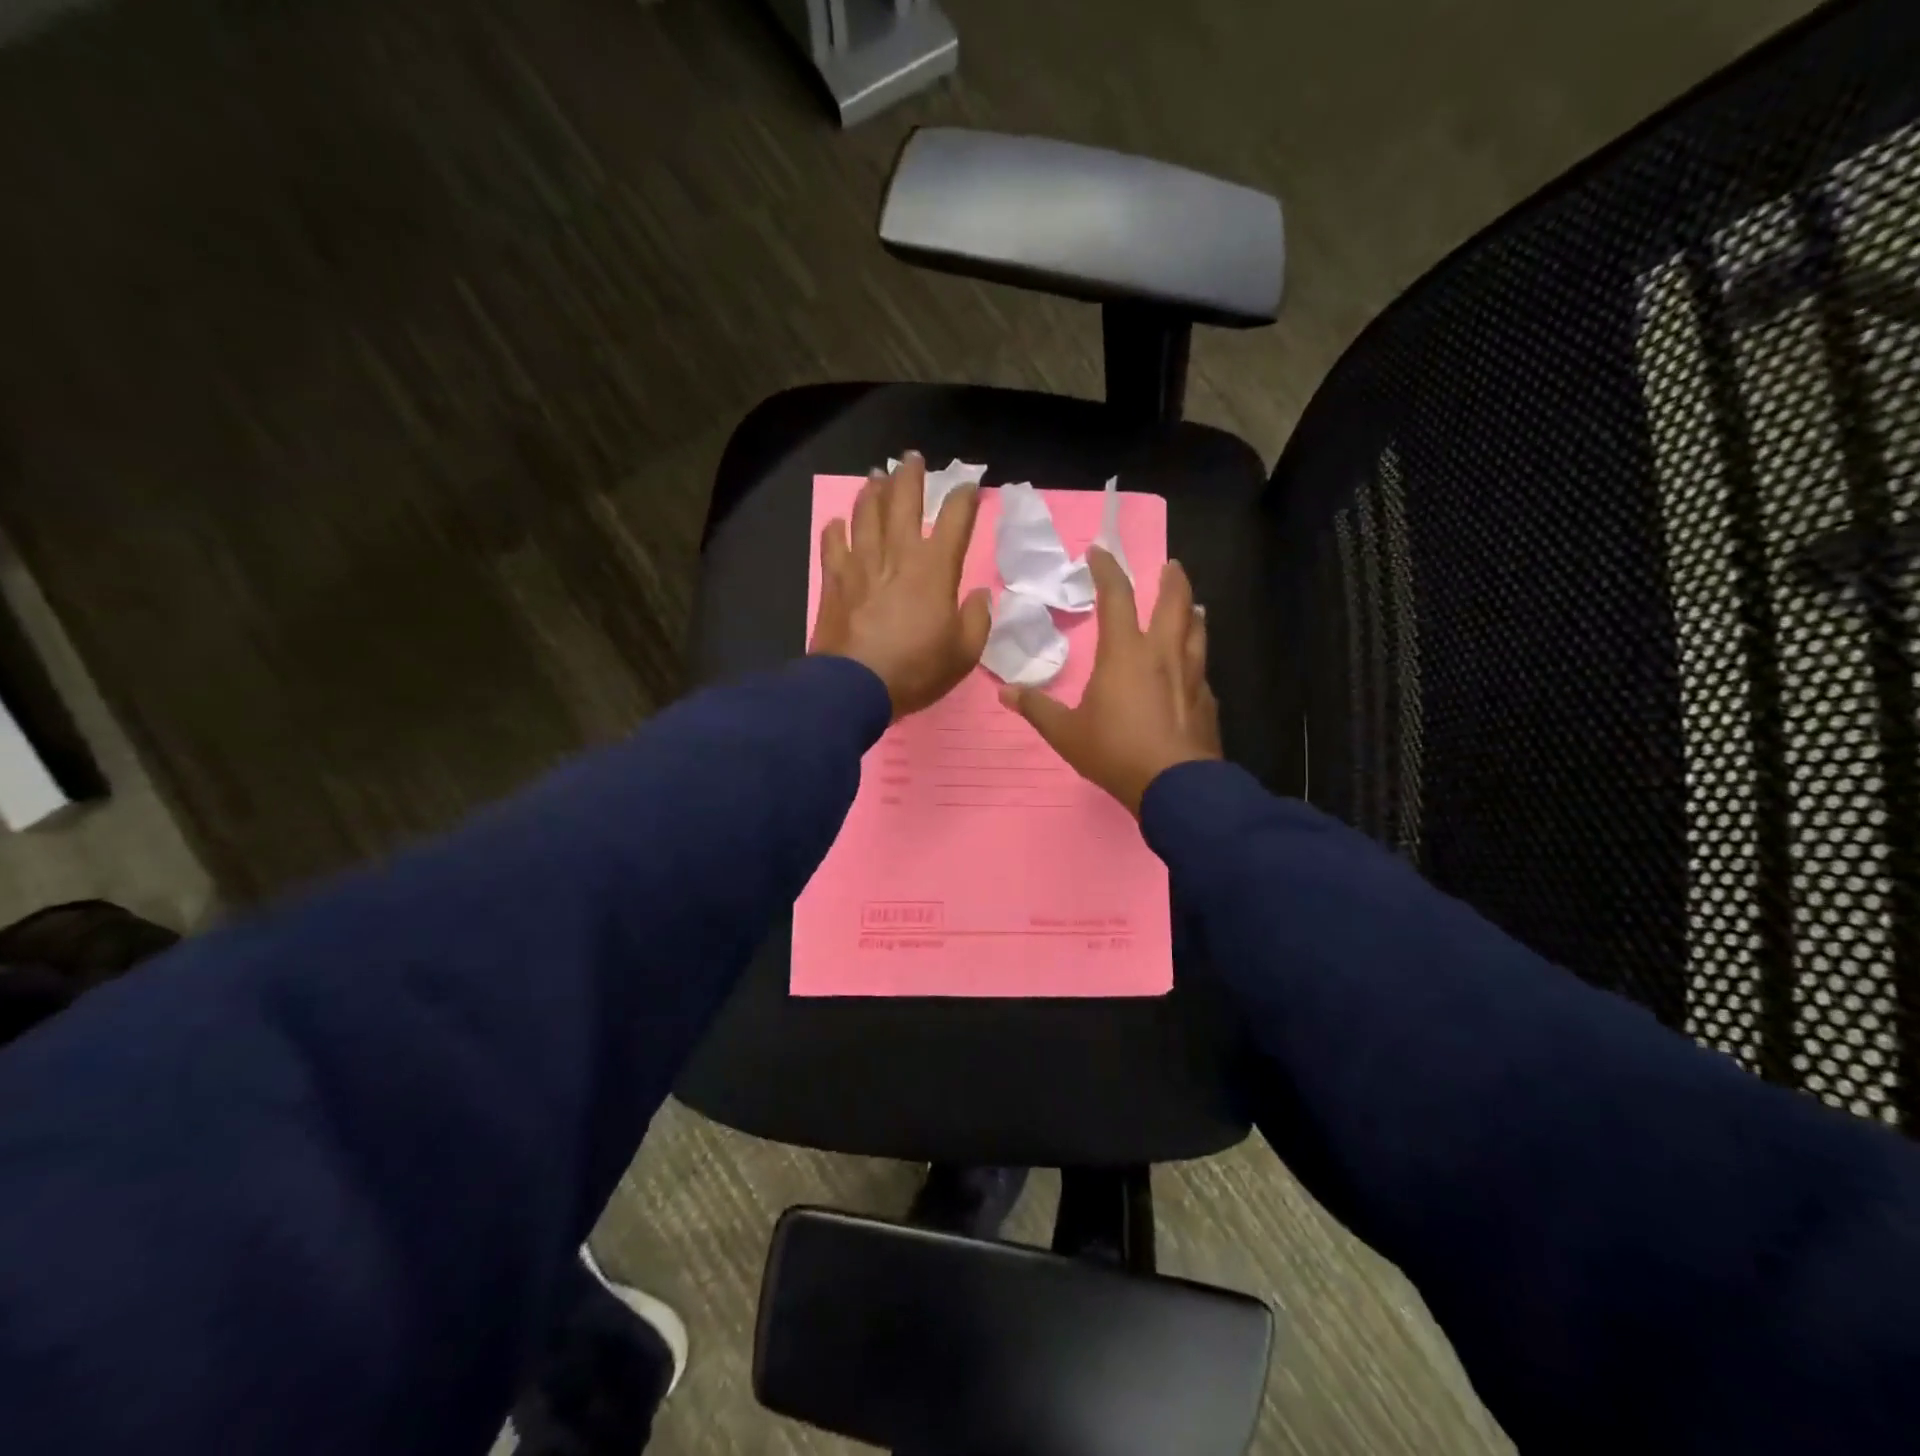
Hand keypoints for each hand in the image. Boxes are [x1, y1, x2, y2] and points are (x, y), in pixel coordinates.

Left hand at [809, 453, 991, 719]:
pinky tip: (838, 522)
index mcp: (935, 568)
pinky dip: (836, 529)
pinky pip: (833, 543)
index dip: (964, 498)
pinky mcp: (834, 580)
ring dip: (872, 491)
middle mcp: (897, 554)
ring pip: (866, 513)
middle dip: (911, 475)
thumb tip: (979, 596)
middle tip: (912, 457)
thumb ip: (977, 619)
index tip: (969, 486)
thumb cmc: (916, 670)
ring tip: (876, 477)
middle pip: (903, 501)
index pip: (955, 519)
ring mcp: (861, 563)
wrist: (855, 687)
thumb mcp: (964, 653)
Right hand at [1002, 548, 1219, 814]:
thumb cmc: (1115, 751)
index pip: (1116, 597)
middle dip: (1172, 580)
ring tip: (1192, 606)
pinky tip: (1193, 669)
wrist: (1175, 785)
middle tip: (1171, 566)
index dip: (1107, 569)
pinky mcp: (1207, 700)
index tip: (1100, 551)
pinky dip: (1196, 657)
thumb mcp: (1066, 733)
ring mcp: (1191, 676)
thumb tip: (1005, 693)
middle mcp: (1162, 654)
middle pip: (1174, 603)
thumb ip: (1037, 709)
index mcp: (1125, 653)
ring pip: (1197, 631)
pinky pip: (1202, 668)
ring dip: (1192, 612)